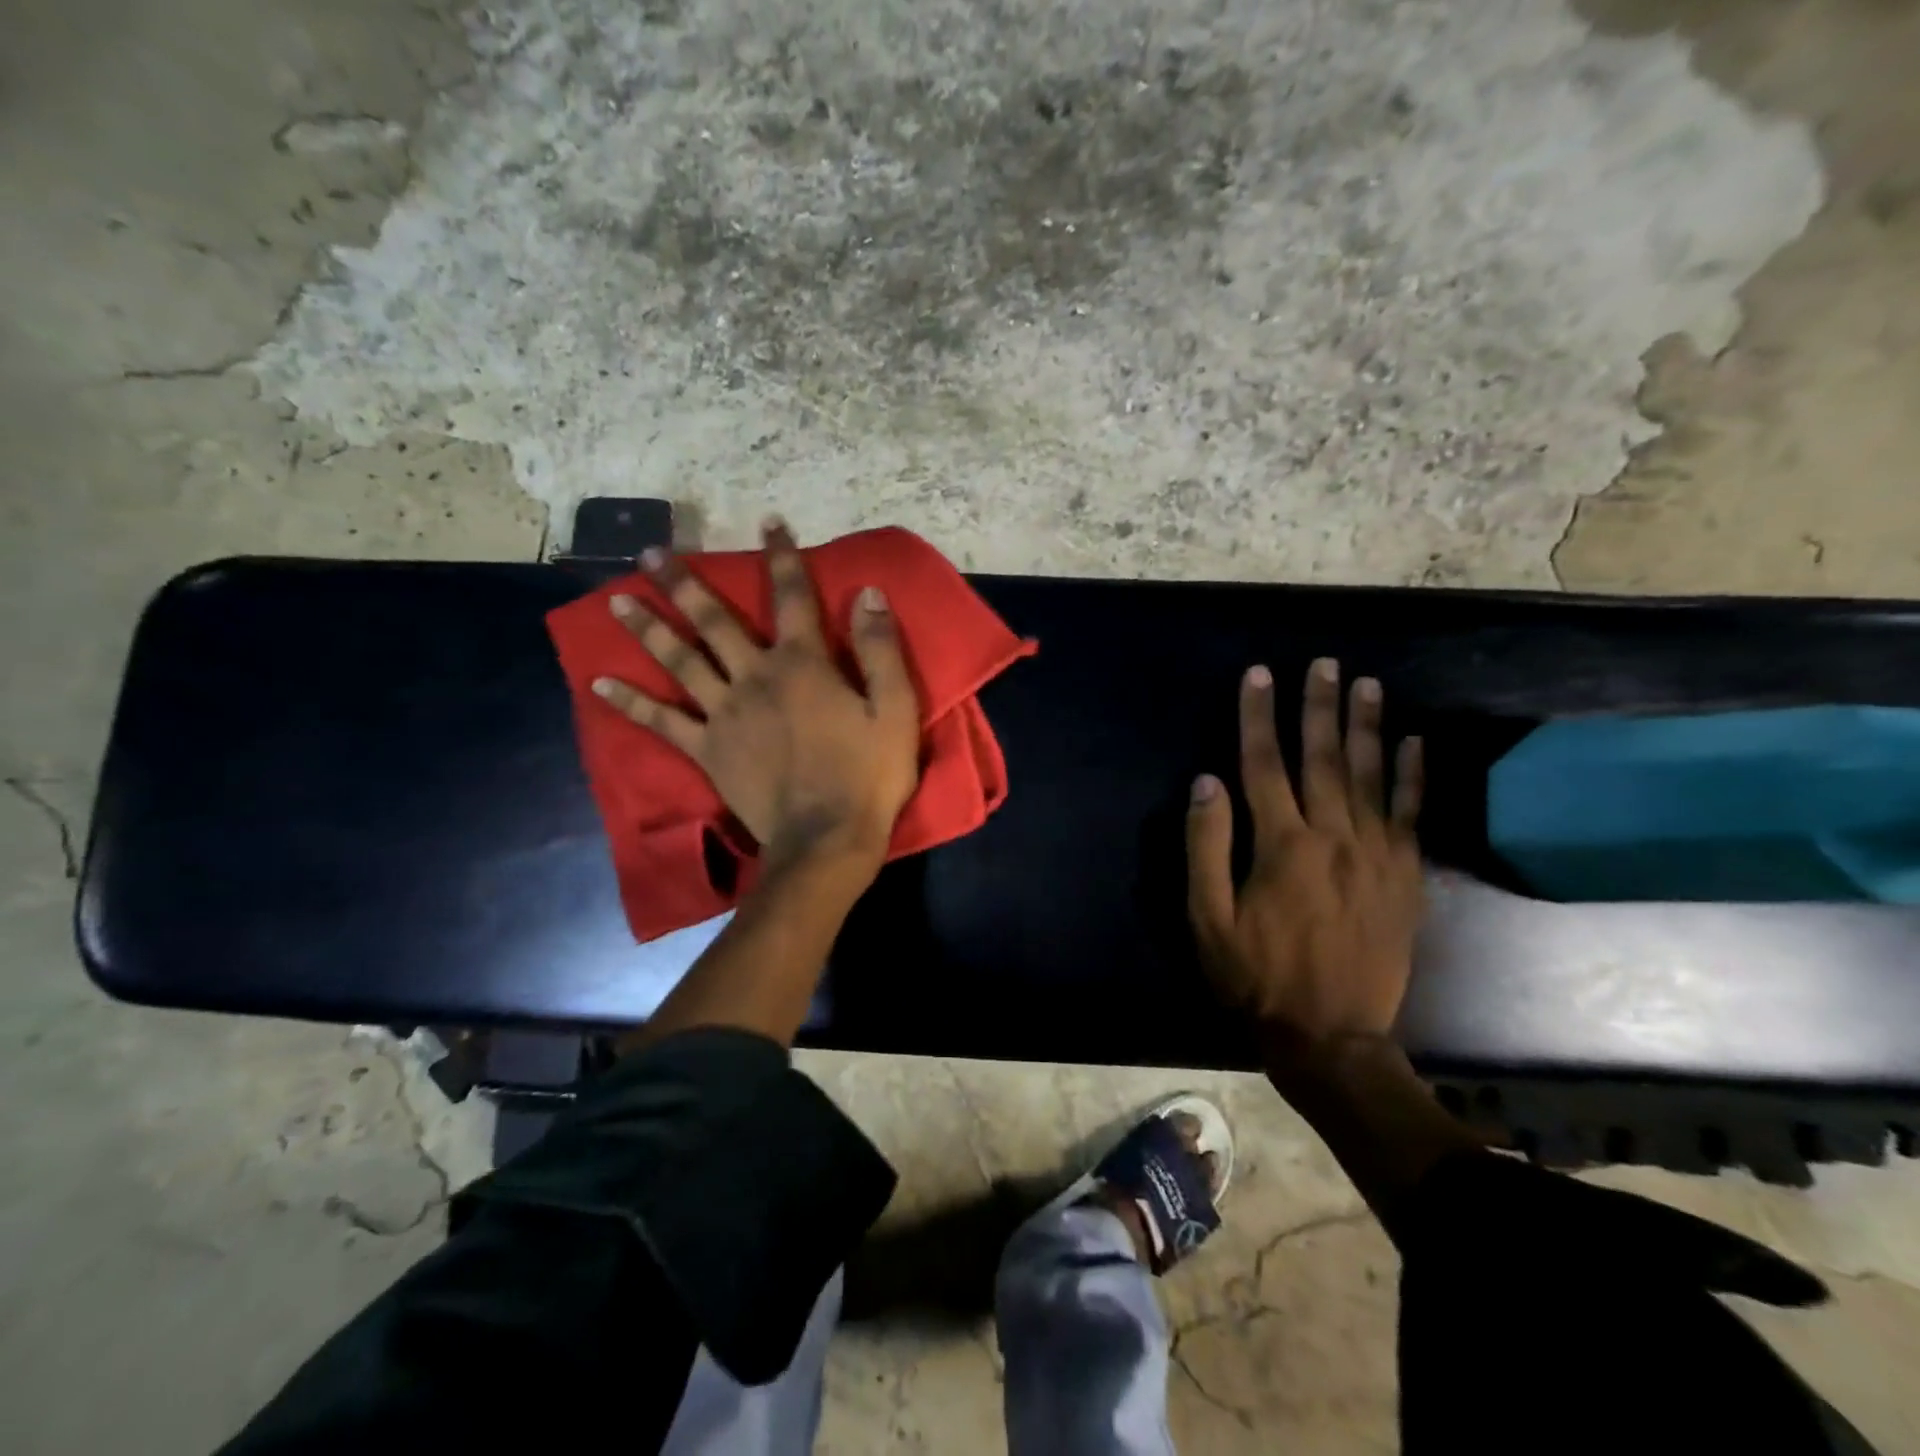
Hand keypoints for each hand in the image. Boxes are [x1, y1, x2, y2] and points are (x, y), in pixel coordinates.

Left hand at [591, 520, 920, 874]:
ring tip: (616, 600)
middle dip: (685, 582)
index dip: (783, 556)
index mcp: (802, 664)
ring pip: (679, 660)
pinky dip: (630, 703)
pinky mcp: (707, 750)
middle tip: (651, 553)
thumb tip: (868, 594)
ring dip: (648, 627)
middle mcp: (755, 677)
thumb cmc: (868, 775)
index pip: (792, 597)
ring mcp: (724, 714)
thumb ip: (880, 649)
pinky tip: (598, 685)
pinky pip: (662, 723)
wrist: (826, 840)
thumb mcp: (895, 709)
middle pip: (714, 620)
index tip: (769, 522)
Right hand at [1185, 659, 1424, 1067]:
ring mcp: (1377, 856)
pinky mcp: (1405, 877)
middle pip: (1324, 758)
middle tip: (1323, 663)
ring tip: (1366, 684)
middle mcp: (1333, 837)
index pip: (1263, 764)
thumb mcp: (1207, 917)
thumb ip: (1206, 845)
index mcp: (1281, 845)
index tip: (1258, 675)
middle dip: (1318, 706)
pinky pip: (1411, 815)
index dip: (1258, 716)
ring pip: (1371, 776)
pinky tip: (1414, 743)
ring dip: (1367, 726)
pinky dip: (1413, 776)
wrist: (1330, 1036)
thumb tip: (1206, 782)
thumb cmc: (1255, 976)